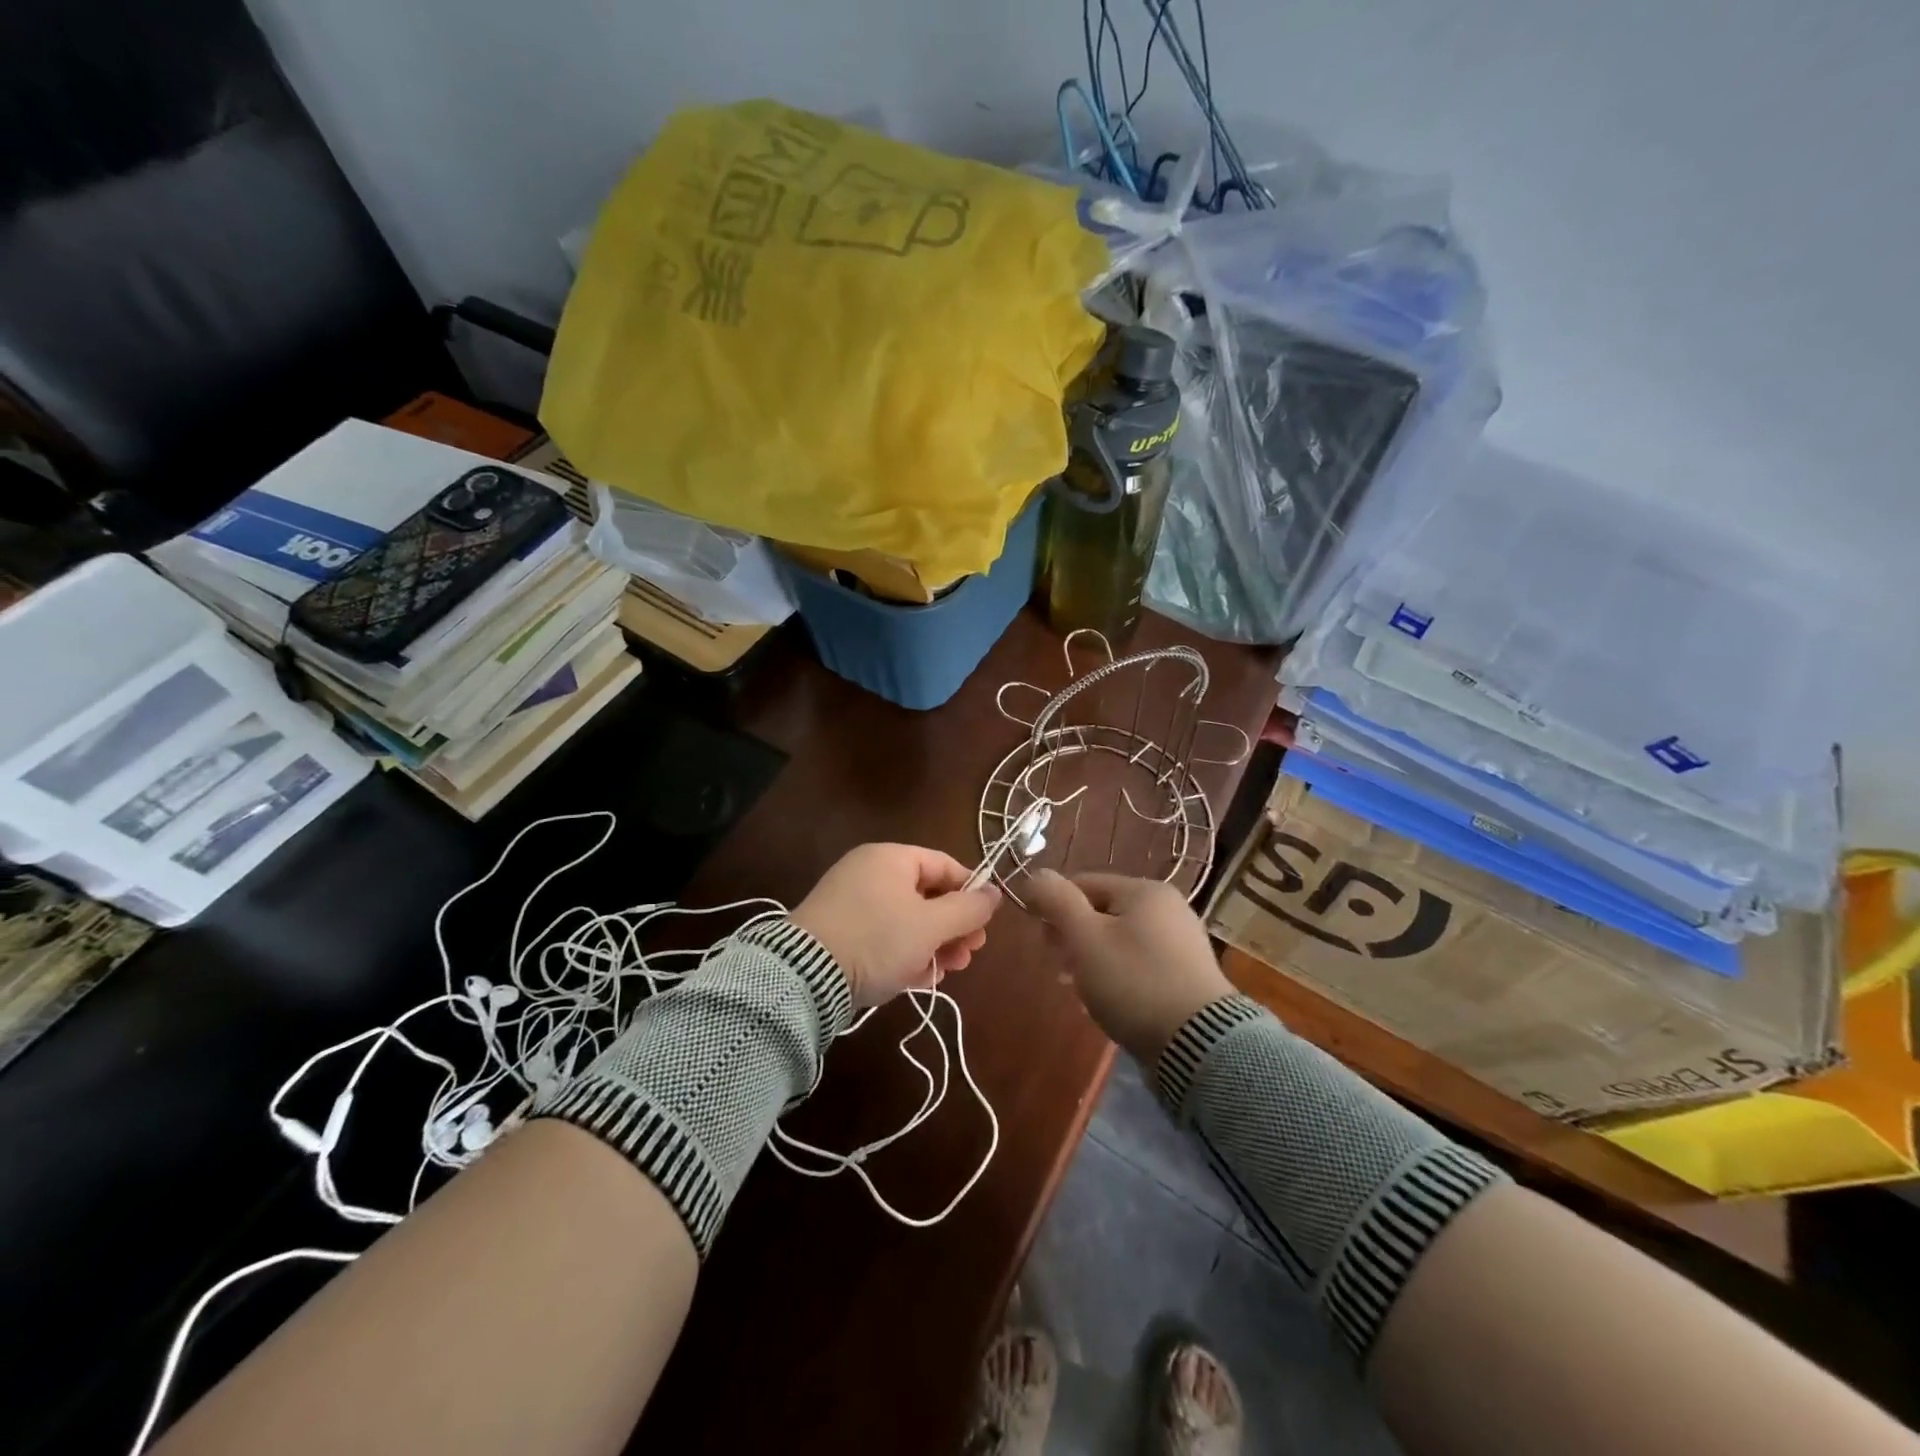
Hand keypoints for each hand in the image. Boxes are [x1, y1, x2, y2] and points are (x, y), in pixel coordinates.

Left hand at [792, 844, 1002, 1007]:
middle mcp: (869, 873)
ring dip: (933, 944)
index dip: (971, 892)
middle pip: (926, 895)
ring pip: (906, 920)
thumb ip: (968, 909)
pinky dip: (904, 953)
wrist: (805, 975)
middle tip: (969, 954)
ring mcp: (851, 903)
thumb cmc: (877, 938)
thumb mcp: (930, 925)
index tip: (986, 923)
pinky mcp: (839, 933)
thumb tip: (995, 893)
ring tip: (947, 971)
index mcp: (890, 858)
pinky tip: (920, 978)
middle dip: (953, 927)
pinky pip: (883, 936)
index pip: (944, 865)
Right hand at [1023, 871, 1231, 1064]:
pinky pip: (1139, 964)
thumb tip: (1035, 874)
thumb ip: (1057, 901)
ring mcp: (1181, 941)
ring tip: (1080, 991)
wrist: (1199, 1045)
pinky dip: (1118, 976)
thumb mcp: (1085, 938)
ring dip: (1092, 960)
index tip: (1043, 942)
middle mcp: (1168, 907)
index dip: (1054, 907)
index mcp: (1144, 890)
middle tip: (1060, 968)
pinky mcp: (1187, 975)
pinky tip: (1108, 1002)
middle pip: (1102, 911)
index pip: (1082, 883)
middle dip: (1073, 937)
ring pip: (1119, 940)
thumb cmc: (1134, 982)